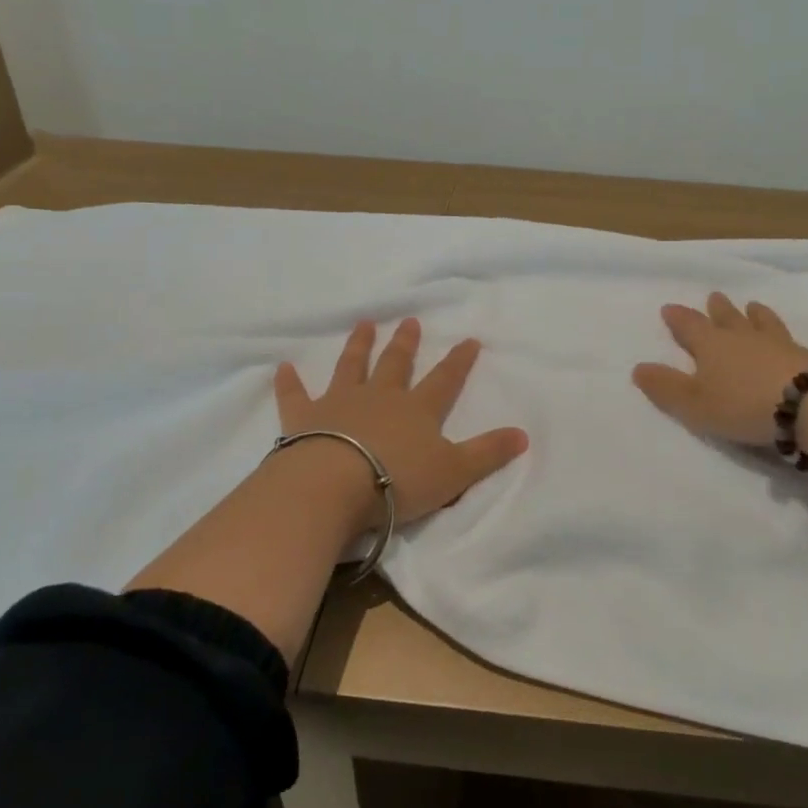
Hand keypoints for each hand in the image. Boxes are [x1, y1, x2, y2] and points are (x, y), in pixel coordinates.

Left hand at [273, 318, 528, 525]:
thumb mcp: (454, 472)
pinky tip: (283, 366)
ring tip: (364, 324)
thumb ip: (488, 453)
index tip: (469, 340)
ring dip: (359, 346)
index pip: (444, 380)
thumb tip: (524, 435)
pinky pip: (296, 394)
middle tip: (410, 321)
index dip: (459, 361)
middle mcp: (380, 397)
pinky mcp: (304, 417)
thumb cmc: (398, 480)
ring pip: (351, 367)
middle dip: (405, 343)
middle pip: (396, 364)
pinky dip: (289, 382)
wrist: (334, 485)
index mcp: (417, 410)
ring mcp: (340, 403)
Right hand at [633, 293, 807, 446]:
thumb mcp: (694, 403)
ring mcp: (780, 345)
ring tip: (754, 306)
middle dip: (718, 309)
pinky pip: (801, 346)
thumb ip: (666, 387)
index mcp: (712, 346)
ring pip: (764, 323)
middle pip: (728, 318)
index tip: (669, 308)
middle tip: (714, 296)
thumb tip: (638, 368)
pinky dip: (798, 344)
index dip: (678, 318)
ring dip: (756, 315)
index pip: (690, 326)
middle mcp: (744, 338)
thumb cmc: (743, 405)